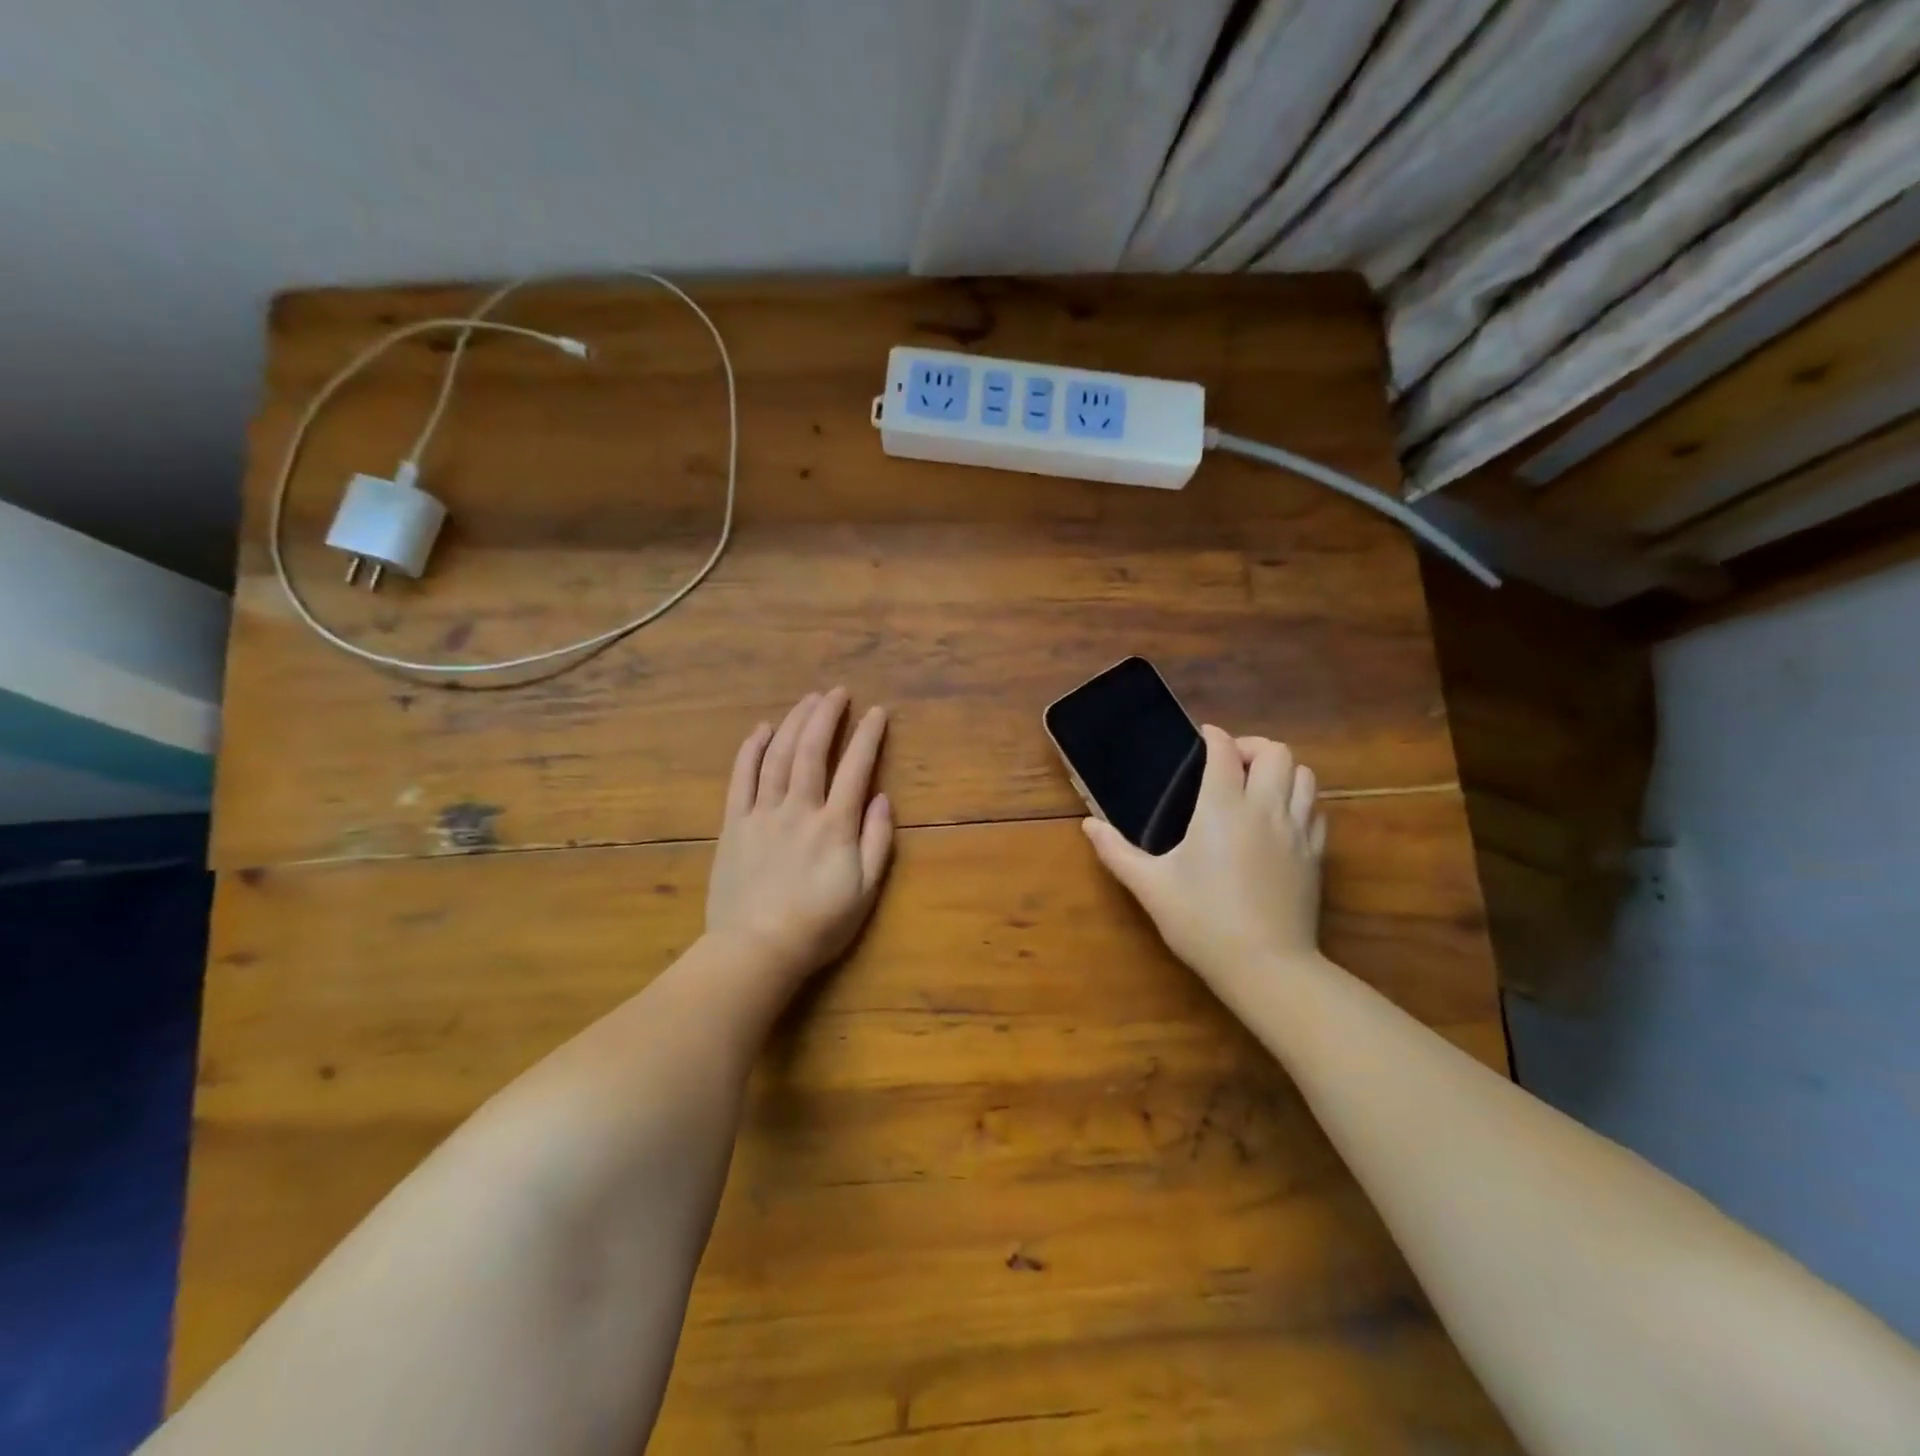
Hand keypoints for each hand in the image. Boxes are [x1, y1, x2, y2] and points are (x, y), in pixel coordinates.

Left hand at [705, 689, 893, 988]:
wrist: (756, 949)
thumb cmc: (818, 925)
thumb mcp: (864, 891)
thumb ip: (877, 841)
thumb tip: (882, 798)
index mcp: (834, 825)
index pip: (856, 768)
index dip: (868, 736)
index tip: (877, 712)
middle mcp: (799, 809)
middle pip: (811, 750)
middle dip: (827, 716)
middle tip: (837, 692)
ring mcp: (762, 814)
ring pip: (777, 756)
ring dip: (793, 722)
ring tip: (807, 700)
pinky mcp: (734, 824)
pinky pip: (741, 778)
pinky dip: (751, 749)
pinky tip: (761, 729)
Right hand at [1083, 727, 1325, 985]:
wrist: (1266, 967)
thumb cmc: (1201, 921)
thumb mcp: (1150, 886)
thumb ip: (1116, 851)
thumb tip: (1088, 825)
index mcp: (1222, 807)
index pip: (1226, 751)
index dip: (1214, 737)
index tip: (1202, 738)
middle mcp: (1265, 808)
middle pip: (1276, 752)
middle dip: (1252, 747)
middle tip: (1230, 764)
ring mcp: (1297, 831)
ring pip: (1304, 775)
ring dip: (1281, 771)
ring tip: (1257, 787)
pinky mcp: (1316, 855)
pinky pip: (1315, 810)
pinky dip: (1299, 801)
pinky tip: (1280, 820)